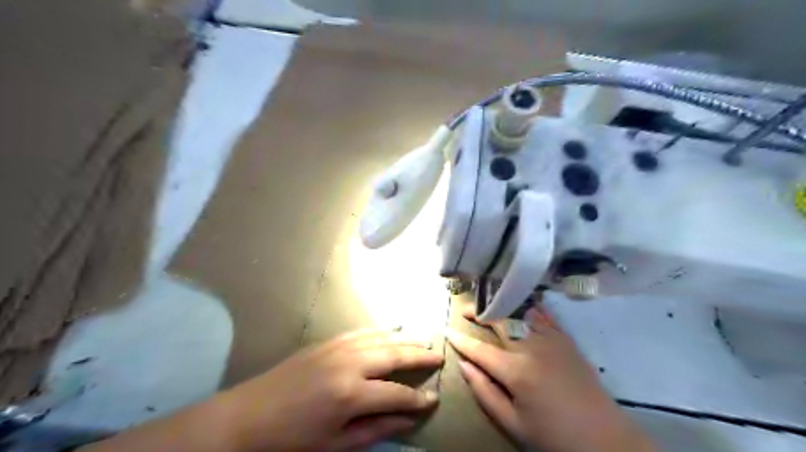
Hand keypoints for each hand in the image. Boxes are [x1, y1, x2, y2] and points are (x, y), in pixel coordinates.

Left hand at [219, 329, 439, 451]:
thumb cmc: (292, 440)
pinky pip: (360, 331)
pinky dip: (379, 330)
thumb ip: (377, 429)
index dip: (418, 398)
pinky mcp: (326, 342)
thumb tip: (410, 418)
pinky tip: (391, 328)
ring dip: (404, 338)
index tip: (435, 398)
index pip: (397, 393)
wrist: (246, 417)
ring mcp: (337, 348)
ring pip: (380, 338)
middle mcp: (349, 363)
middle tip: (439, 355)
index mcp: (351, 394)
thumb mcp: (336, 444)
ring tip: (423, 339)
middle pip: (394, 355)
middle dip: (420, 355)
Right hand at [447, 304, 653, 451]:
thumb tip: (463, 365)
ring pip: (521, 312)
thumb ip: (484, 392)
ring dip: (502, 304)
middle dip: (479, 312)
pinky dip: (529, 307)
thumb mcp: (513, 423)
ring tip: (489, 302)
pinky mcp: (566, 339)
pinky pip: (544, 315)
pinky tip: (521, 304)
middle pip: (499, 321)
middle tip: (465, 309)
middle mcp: (531, 347)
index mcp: (516, 371)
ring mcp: (551, 340)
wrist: (604, 438)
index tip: (446, 330)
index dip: (460, 339)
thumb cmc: (553, 435)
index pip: (479, 349)